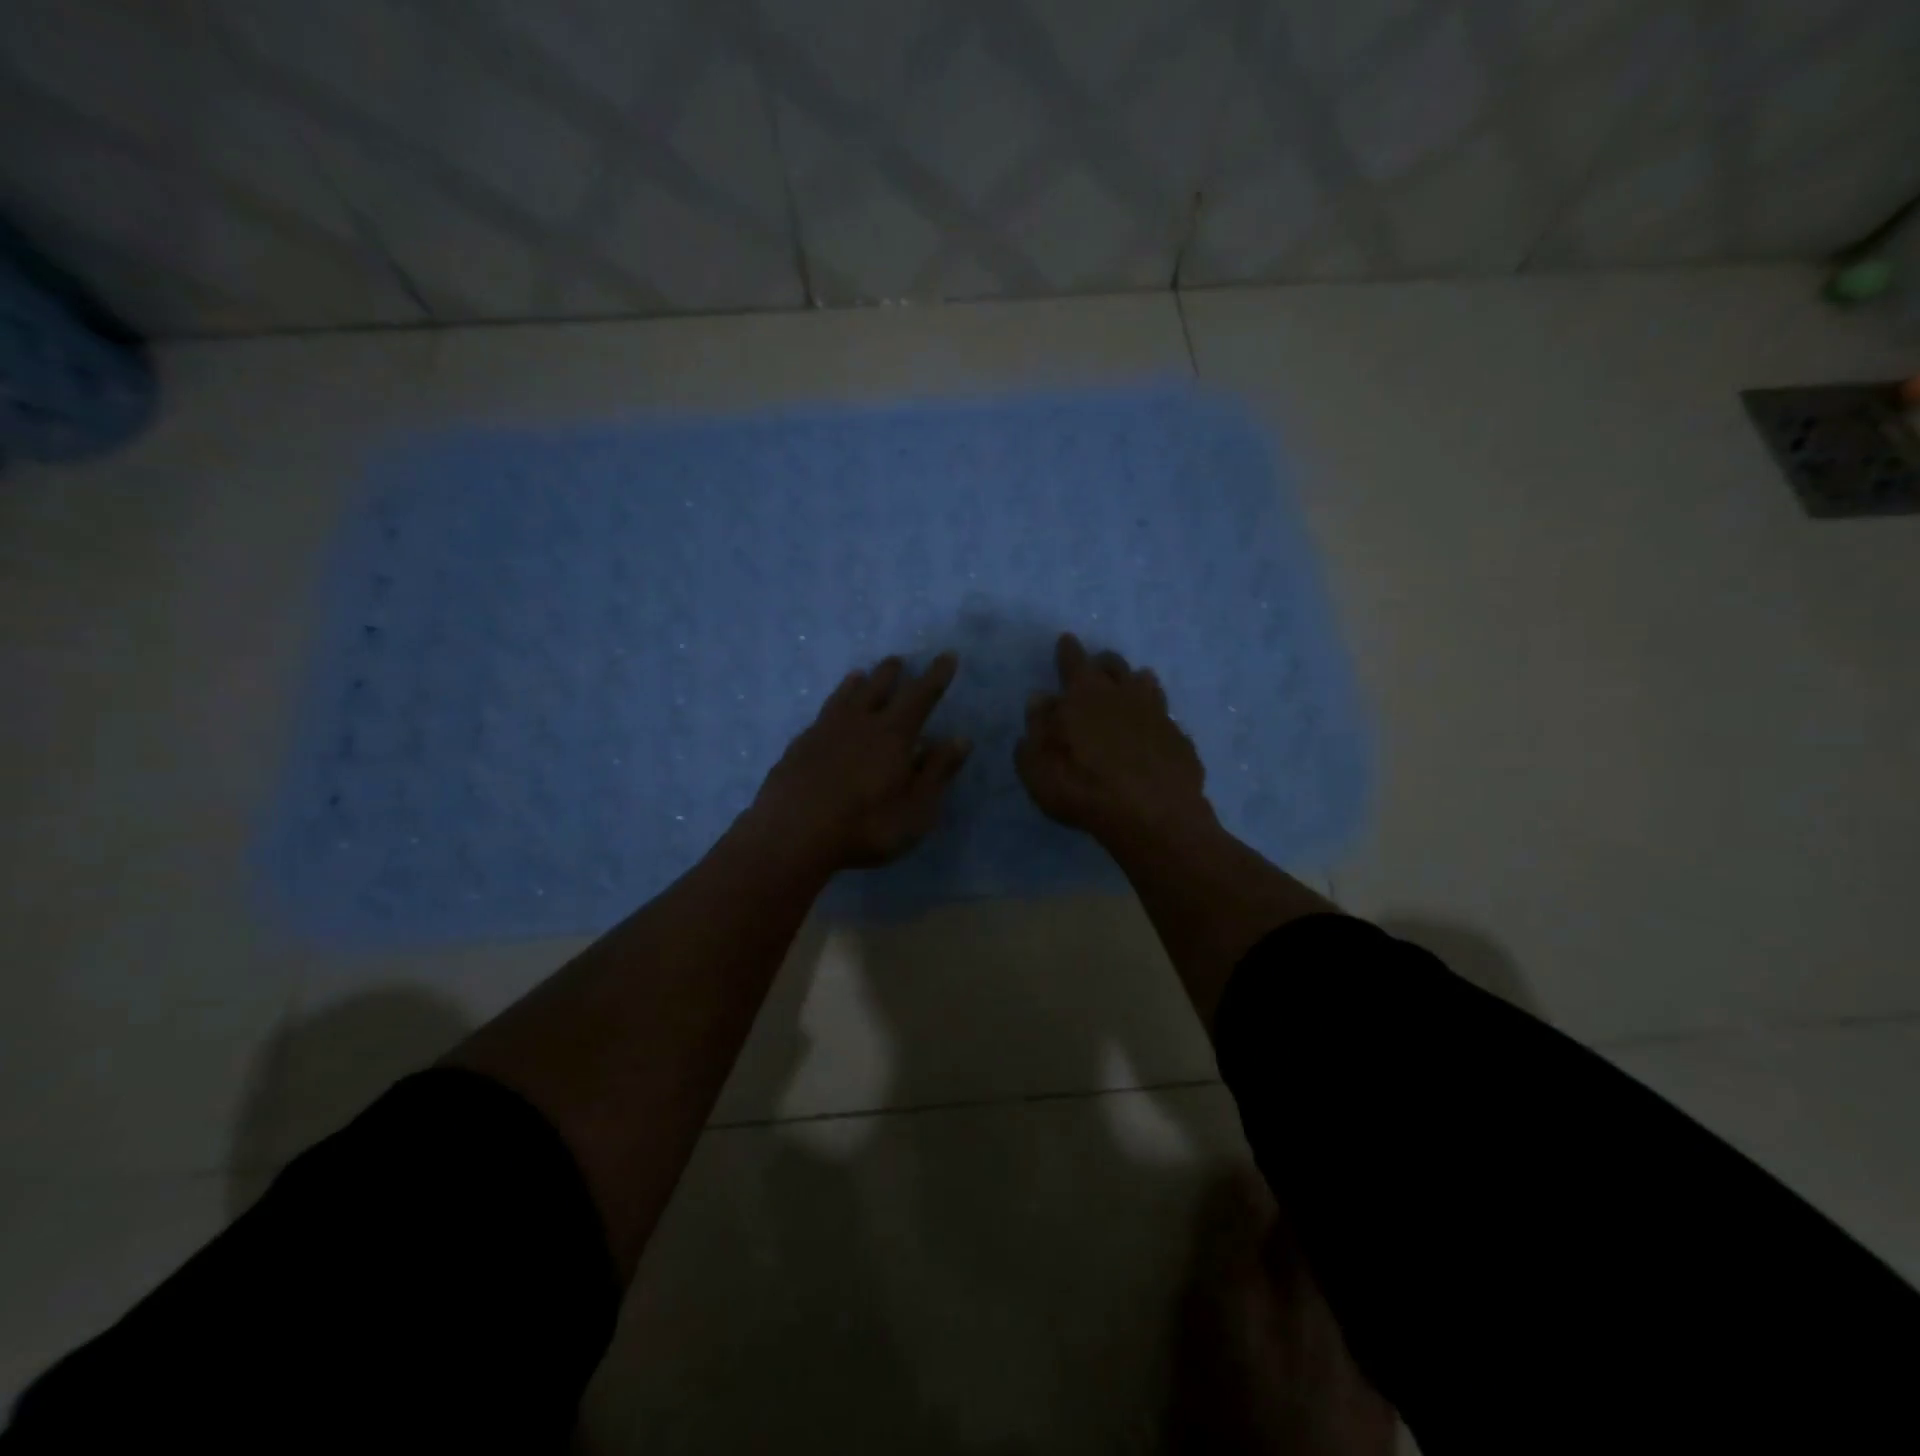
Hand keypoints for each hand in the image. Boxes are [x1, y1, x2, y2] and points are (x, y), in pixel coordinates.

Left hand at [749, 652, 971, 869]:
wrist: (792, 836)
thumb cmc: (866, 826)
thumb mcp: (916, 808)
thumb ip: (937, 772)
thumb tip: (960, 739)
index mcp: (893, 735)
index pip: (920, 696)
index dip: (935, 676)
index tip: (946, 656)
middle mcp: (858, 723)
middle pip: (877, 688)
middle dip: (891, 673)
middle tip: (897, 661)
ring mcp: (823, 732)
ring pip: (843, 697)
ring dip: (856, 684)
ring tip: (860, 674)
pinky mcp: (797, 748)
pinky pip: (820, 717)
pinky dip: (830, 707)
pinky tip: (826, 717)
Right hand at [1016, 633, 1212, 845]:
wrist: (1153, 817)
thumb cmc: (1084, 789)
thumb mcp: (1039, 766)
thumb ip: (1036, 729)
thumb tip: (1040, 700)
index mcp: (1084, 695)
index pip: (1073, 661)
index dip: (1067, 650)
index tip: (1066, 640)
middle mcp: (1123, 694)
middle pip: (1113, 665)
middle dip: (1102, 663)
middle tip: (1095, 668)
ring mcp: (1157, 714)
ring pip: (1146, 684)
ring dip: (1134, 682)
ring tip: (1130, 688)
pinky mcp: (1179, 739)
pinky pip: (1165, 718)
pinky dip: (1154, 719)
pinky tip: (1153, 732)